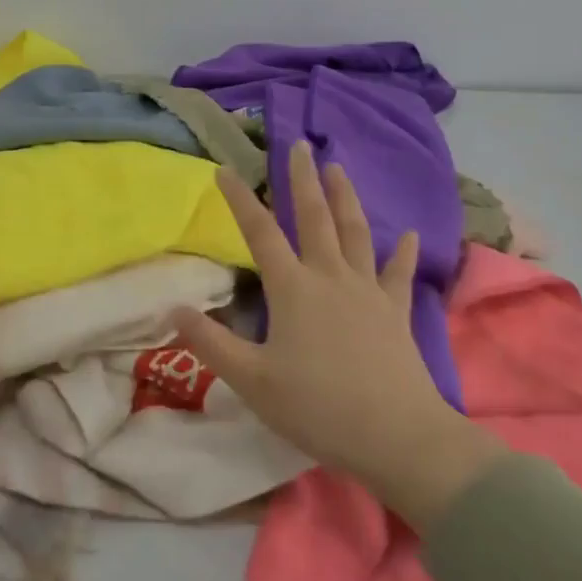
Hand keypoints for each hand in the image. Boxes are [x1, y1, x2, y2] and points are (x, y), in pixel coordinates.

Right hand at [169, 142, 504, 529]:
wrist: (397, 436)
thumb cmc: (318, 407)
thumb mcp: (252, 381)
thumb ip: (211, 343)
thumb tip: (174, 309)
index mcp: (292, 288)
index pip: (259, 232)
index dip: (239, 199)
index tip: (224, 169)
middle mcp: (329, 277)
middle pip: (314, 217)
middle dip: (303, 178)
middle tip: (299, 144)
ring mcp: (367, 291)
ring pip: (355, 232)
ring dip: (345, 197)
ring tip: (338, 167)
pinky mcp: (395, 311)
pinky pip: (398, 273)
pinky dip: (401, 252)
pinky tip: (407, 233)